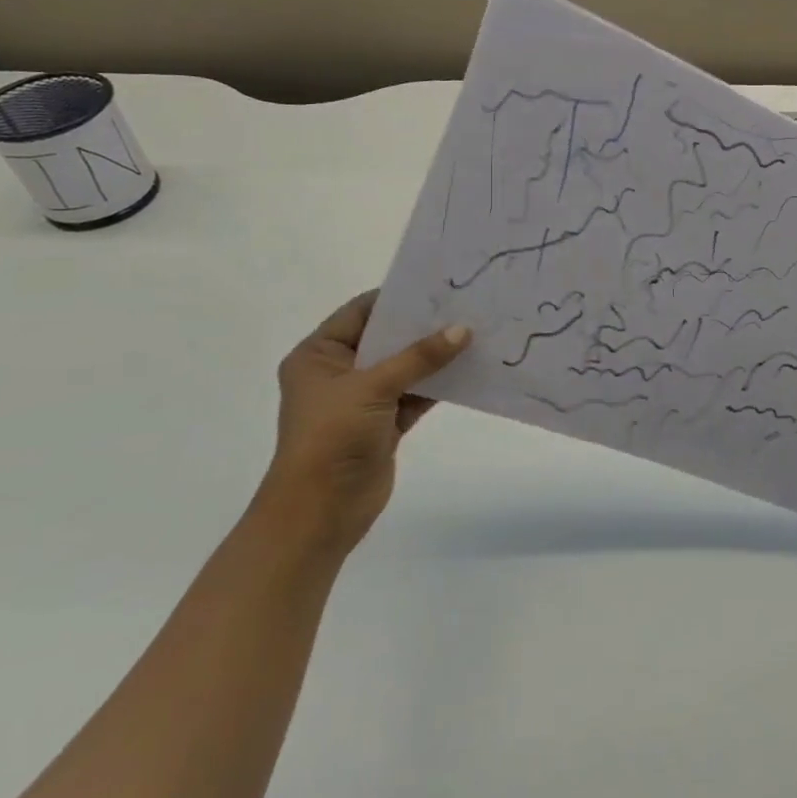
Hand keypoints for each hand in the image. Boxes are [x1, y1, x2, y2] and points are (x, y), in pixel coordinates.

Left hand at [261, 291, 470, 556]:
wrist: (320, 511)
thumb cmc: (331, 437)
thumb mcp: (373, 387)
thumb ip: (420, 357)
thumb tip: (463, 329)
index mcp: (319, 355)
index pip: (361, 312)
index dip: (398, 298)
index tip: (439, 286)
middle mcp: (339, 372)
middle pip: (387, 338)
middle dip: (424, 326)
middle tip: (466, 305)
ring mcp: (363, 399)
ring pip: (405, 367)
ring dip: (436, 356)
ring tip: (477, 332)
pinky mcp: (384, 423)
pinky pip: (416, 394)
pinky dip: (439, 384)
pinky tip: (471, 369)